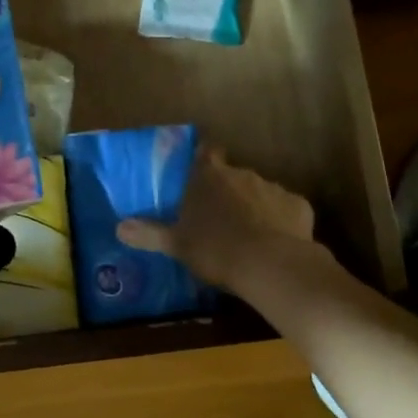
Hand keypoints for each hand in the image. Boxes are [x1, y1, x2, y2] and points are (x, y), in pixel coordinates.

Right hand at [117, 147, 317, 291]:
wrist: (271, 265)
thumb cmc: (215, 249)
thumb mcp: (176, 244)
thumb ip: (148, 233)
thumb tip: (119, 227)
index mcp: (210, 176)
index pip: (206, 152)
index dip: (204, 160)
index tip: (200, 174)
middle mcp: (242, 174)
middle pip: (233, 175)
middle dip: (228, 191)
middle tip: (220, 217)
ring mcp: (273, 188)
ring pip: (260, 192)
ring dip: (254, 207)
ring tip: (249, 236)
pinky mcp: (299, 206)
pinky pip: (285, 210)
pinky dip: (280, 222)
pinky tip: (276, 244)